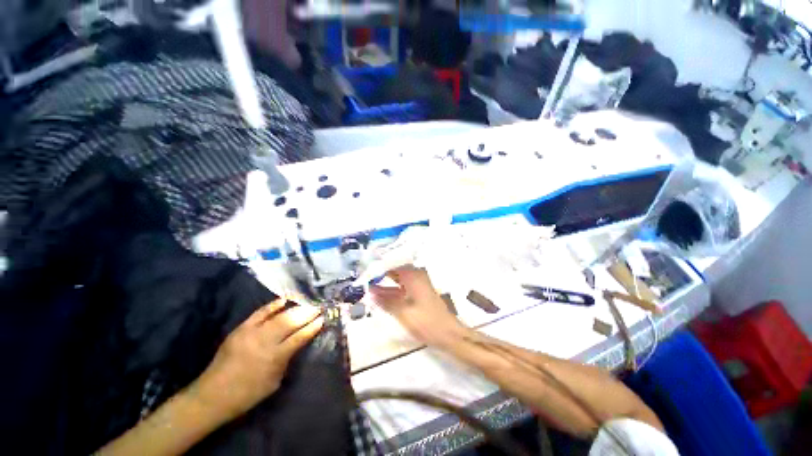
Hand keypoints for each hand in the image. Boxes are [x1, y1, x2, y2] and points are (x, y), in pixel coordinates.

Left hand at [189, 300, 323, 421]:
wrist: (212, 395)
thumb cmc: (248, 394)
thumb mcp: (274, 381)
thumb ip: (287, 359)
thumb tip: (299, 342)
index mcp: (274, 358)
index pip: (299, 337)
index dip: (312, 327)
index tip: (323, 319)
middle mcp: (265, 342)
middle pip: (290, 322)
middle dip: (307, 313)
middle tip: (318, 307)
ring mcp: (251, 333)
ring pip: (278, 316)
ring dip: (295, 309)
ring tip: (306, 304)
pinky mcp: (241, 329)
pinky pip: (260, 313)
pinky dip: (273, 305)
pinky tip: (284, 300)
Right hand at [370, 266, 467, 347]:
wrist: (448, 334)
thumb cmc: (426, 321)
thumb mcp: (403, 312)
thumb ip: (386, 301)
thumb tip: (371, 292)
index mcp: (413, 276)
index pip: (393, 265)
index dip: (379, 267)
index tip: (366, 271)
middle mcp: (416, 277)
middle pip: (396, 272)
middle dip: (381, 275)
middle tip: (365, 278)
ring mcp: (419, 286)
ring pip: (399, 281)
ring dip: (386, 285)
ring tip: (369, 288)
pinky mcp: (420, 295)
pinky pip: (403, 289)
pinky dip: (393, 292)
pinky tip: (382, 298)